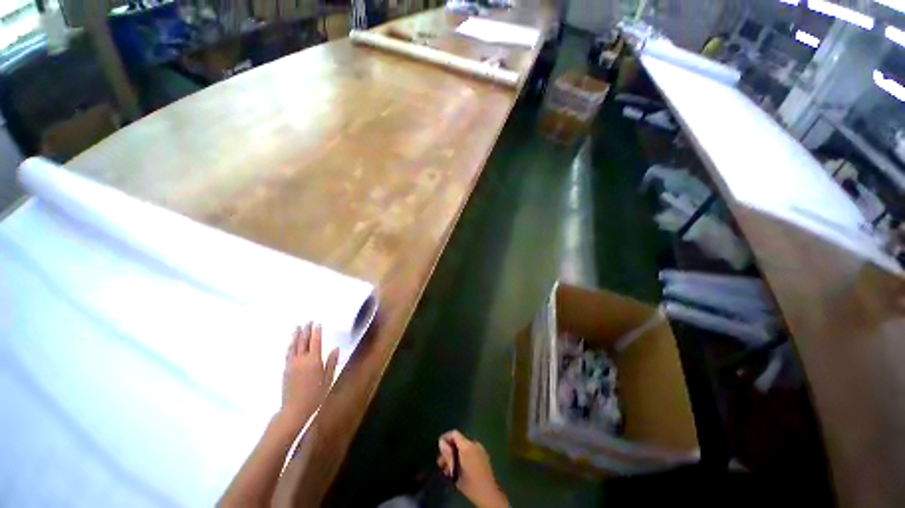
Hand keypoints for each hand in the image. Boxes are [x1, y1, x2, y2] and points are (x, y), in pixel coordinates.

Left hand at [278, 323, 338, 431]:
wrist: (294, 409)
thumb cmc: (316, 394)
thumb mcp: (328, 378)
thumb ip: (331, 362)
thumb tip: (335, 348)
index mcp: (314, 360)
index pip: (315, 341)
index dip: (316, 331)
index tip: (318, 323)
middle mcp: (301, 359)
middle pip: (303, 341)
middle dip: (306, 330)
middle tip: (308, 321)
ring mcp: (292, 364)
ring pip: (293, 346)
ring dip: (296, 335)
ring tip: (298, 327)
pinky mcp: (286, 370)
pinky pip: (288, 353)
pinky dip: (290, 345)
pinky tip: (291, 343)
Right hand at [438, 430, 508, 507]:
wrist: (488, 494)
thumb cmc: (469, 483)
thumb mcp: (455, 470)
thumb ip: (447, 455)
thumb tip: (441, 442)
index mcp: (467, 446)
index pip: (454, 434)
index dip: (445, 438)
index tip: (439, 448)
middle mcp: (474, 444)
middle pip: (458, 441)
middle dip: (449, 450)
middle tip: (441, 463)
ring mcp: (480, 449)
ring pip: (464, 447)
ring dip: (455, 455)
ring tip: (448, 469)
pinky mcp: (483, 455)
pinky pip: (470, 451)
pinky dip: (463, 457)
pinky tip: (458, 469)